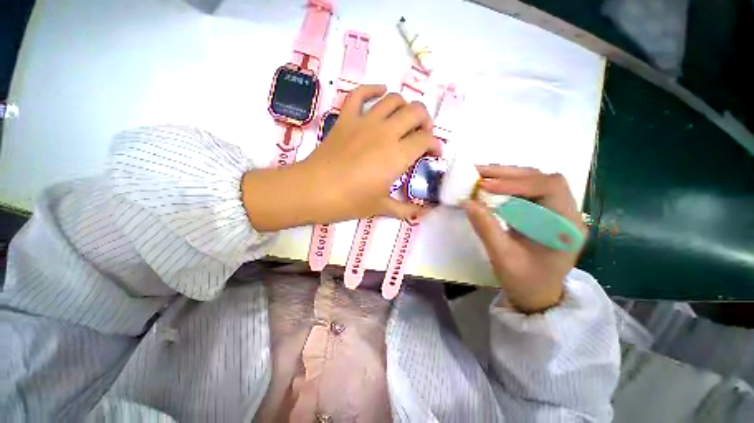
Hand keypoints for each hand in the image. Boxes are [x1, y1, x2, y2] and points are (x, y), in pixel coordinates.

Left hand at [242, 85, 437, 231]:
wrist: (314, 190)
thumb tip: (424, 214)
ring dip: (405, 106)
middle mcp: (386, 133)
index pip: (426, 139)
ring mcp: (364, 122)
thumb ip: (406, 209)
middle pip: (416, 112)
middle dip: (425, 121)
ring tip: (404, 119)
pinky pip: (359, 94)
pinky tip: (380, 92)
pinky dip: (372, 89)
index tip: (433, 154)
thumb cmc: (350, 201)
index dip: (435, 145)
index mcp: (397, 155)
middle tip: (421, 135)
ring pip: (393, 99)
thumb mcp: (381, 207)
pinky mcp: (346, 119)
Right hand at [463, 166, 585, 313]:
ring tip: (480, 175)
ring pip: (534, 181)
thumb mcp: (503, 258)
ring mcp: (555, 211)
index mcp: (567, 226)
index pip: (550, 188)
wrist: (537, 295)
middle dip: (509, 174)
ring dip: (506, 176)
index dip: (517, 183)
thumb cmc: (525, 282)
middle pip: (542, 178)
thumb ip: (486, 229)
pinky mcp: (542, 213)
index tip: (486, 186)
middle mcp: (566, 213)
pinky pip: (525, 191)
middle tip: (478, 172)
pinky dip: (506, 185)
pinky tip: (489, 186)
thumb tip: (468, 202)